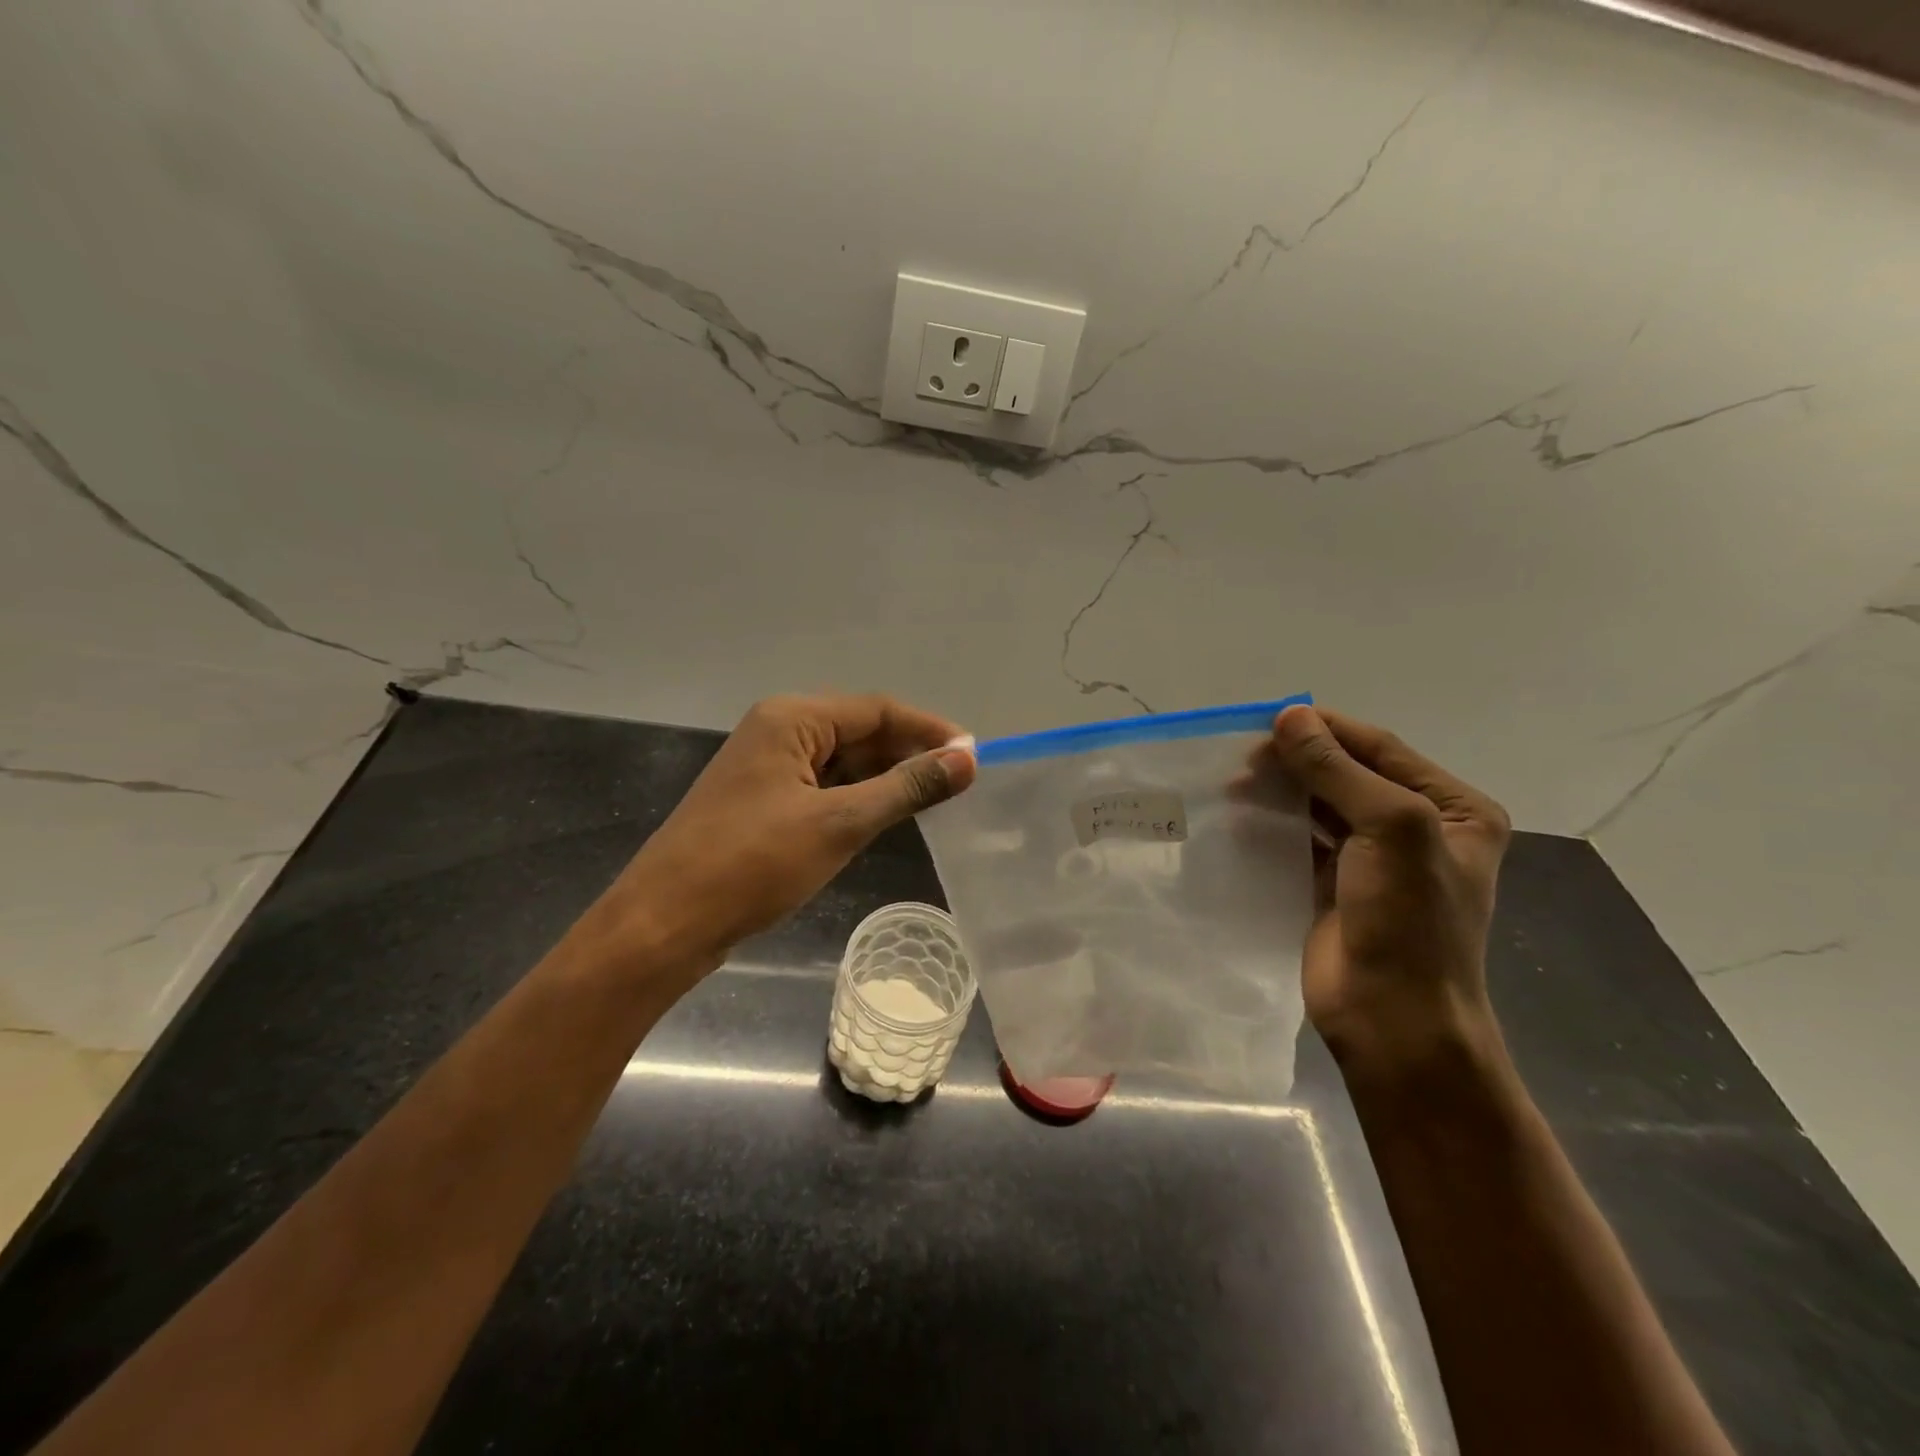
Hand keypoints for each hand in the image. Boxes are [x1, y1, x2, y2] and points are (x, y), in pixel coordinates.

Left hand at [575, 695, 976, 982]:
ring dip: (885, 778)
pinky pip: (824, 787)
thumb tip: (967, 759)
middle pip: (859, 731)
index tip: (974, 756)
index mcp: (792, 719)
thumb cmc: (752, 865)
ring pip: (843, 762)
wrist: (664, 924)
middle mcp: (778, 731)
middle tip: (960, 783)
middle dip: (909, 754)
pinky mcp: (763, 802)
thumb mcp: (839, 823)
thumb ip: (906, 787)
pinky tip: (886, 816)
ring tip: (935, 801)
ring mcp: (767, 768)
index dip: (929, 729)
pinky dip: (858, 798)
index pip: (877, 710)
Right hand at [1265, 705, 1510, 1070]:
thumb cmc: (1409, 920)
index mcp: (1453, 809)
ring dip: (1281, 790)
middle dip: (1298, 760)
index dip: (1327, 729)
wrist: (1393, 1018)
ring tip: (1235, 783)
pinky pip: (1301, 839)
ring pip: (1320, 805)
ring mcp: (1374, 858)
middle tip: (1244, 756)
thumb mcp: (1389, 829)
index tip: (1268, 720)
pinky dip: (1272, 823)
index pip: (1381, 748)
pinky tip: (1240, 816)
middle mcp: (1417, 827)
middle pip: (1348, 773)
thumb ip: (1338, 770)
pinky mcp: (1335, 884)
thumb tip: (1289, 717)